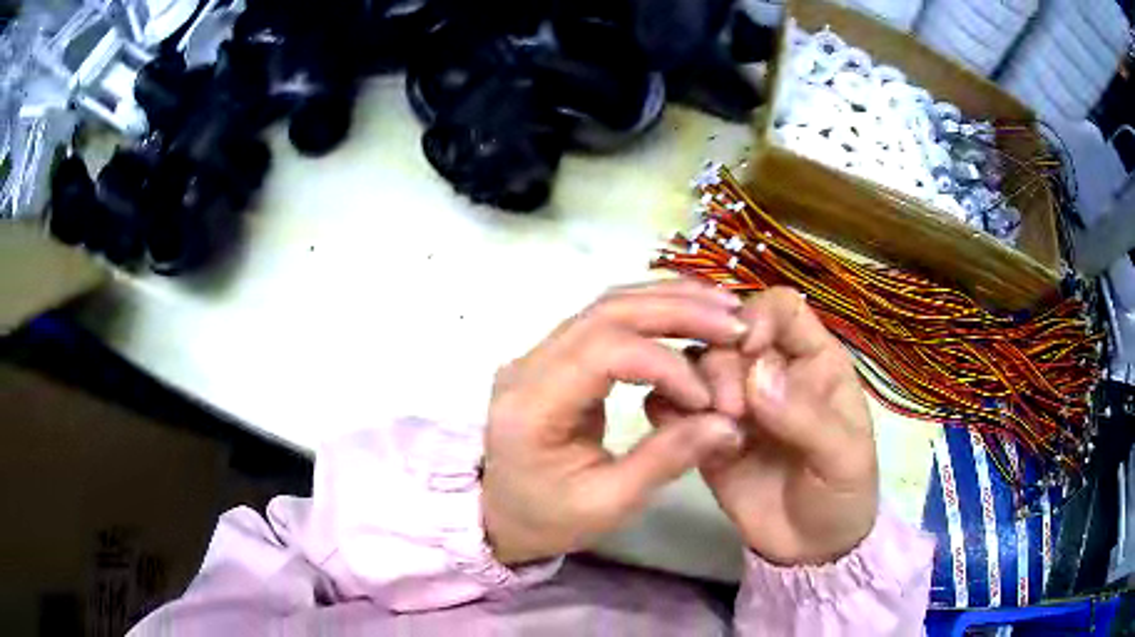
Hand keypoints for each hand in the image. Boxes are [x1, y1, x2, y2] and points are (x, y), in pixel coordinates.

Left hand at [482, 280, 748, 564]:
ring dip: (668, 300)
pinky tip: (689, 315)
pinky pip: (605, 318)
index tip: (707, 398)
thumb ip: (665, 460)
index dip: (665, 364)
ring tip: (722, 308)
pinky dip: (652, 311)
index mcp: (533, 406)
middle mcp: (528, 365)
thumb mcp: (608, 504)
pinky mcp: (554, 355)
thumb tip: (728, 423)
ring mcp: (537, 354)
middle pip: (607, 311)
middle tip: (735, 320)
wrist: (498, 514)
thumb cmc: (547, 518)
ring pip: (607, 304)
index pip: (604, 352)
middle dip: (677, 310)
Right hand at [646, 287, 878, 565]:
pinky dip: (668, 412)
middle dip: (723, 365)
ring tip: (710, 427)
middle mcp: (770, 372)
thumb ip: (806, 416)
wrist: (809, 550)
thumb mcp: (843, 458)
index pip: (781, 309)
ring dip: (692, 386)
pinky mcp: (705, 434)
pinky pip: (673, 406)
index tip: (748, 349)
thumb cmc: (842, 495)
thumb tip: (756, 372)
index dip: (758, 316)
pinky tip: (682, 436)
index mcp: (814, 361)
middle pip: (728, 335)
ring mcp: (735, 403)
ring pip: (695, 365)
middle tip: (731, 411)